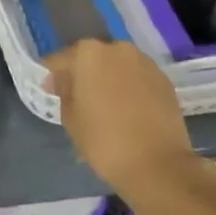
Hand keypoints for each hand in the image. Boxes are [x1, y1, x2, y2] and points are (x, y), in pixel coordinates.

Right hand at [43, 40, 206, 200]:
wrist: (158, 165)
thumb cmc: (104, 140)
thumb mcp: (70, 118)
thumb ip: (63, 92)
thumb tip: (63, 81)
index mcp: (88, 53)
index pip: (60, 60)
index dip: (53, 76)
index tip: (51, 92)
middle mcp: (117, 49)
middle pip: (91, 58)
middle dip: (83, 74)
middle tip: (79, 99)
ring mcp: (144, 63)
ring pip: (117, 66)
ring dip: (108, 79)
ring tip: (106, 105)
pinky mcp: (164, 80)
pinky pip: (137, 78)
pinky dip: (129, 88)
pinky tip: (128, 110)